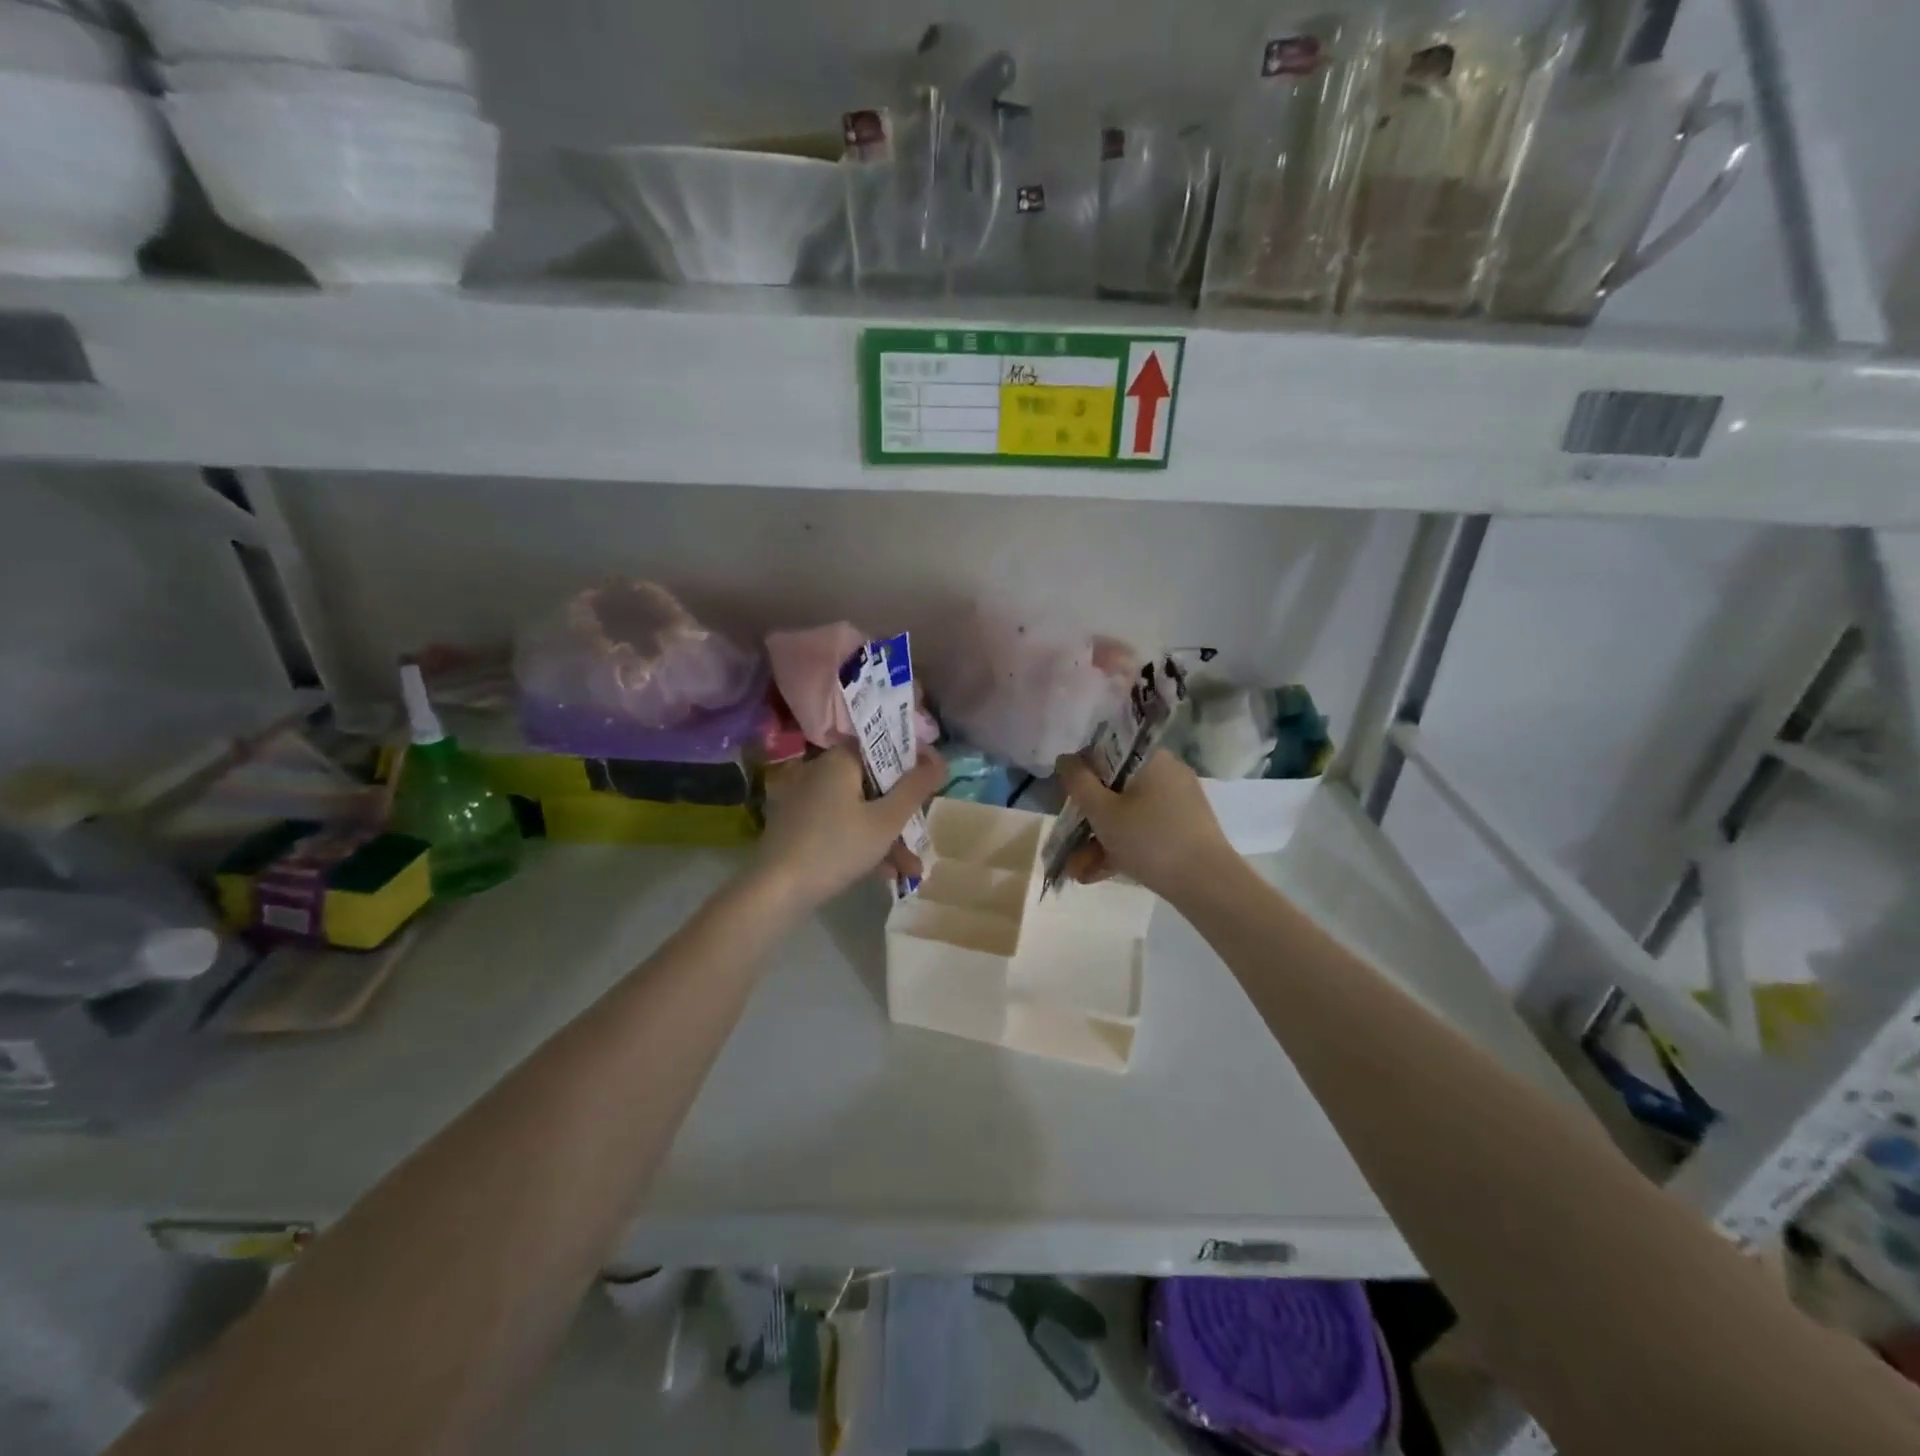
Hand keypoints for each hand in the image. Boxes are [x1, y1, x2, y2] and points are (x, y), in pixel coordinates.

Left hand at [755, 746, 946, 910]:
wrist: (776, 891)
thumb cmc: (837, 847)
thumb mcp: (887, 820)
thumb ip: (916, 787)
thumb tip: (939, 758)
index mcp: (840, 759)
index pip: (884, 748)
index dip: (912, 766)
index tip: (931, 790)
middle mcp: (820, 771)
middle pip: (874, 784)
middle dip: (902, 814)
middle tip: (921, 839)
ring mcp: (806, 799)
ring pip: (859, 810)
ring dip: (887, 837)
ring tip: (910, 870)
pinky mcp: (798, 826)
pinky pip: (840, 825)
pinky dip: (862, 843)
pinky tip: (884, 873)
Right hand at [1054, 749, 1233, 901]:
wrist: (1207, 884)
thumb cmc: (1149, 839)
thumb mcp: (1103, 811)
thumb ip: (1078, 782)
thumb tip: (1065, 758)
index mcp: (1151, 759)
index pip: (1108, 752)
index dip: (1082, 773)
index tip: (1067, 799)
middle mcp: (1167, 774)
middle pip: (1115, 788)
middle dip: (1087, 819)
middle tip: (1068, 843)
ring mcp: (1178, 804)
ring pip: (1128, 815)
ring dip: (1099, 841)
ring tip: (1077, 871)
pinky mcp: (1184, 830)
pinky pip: (1144, 832)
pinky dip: (1121, 849)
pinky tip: (1096, 875)